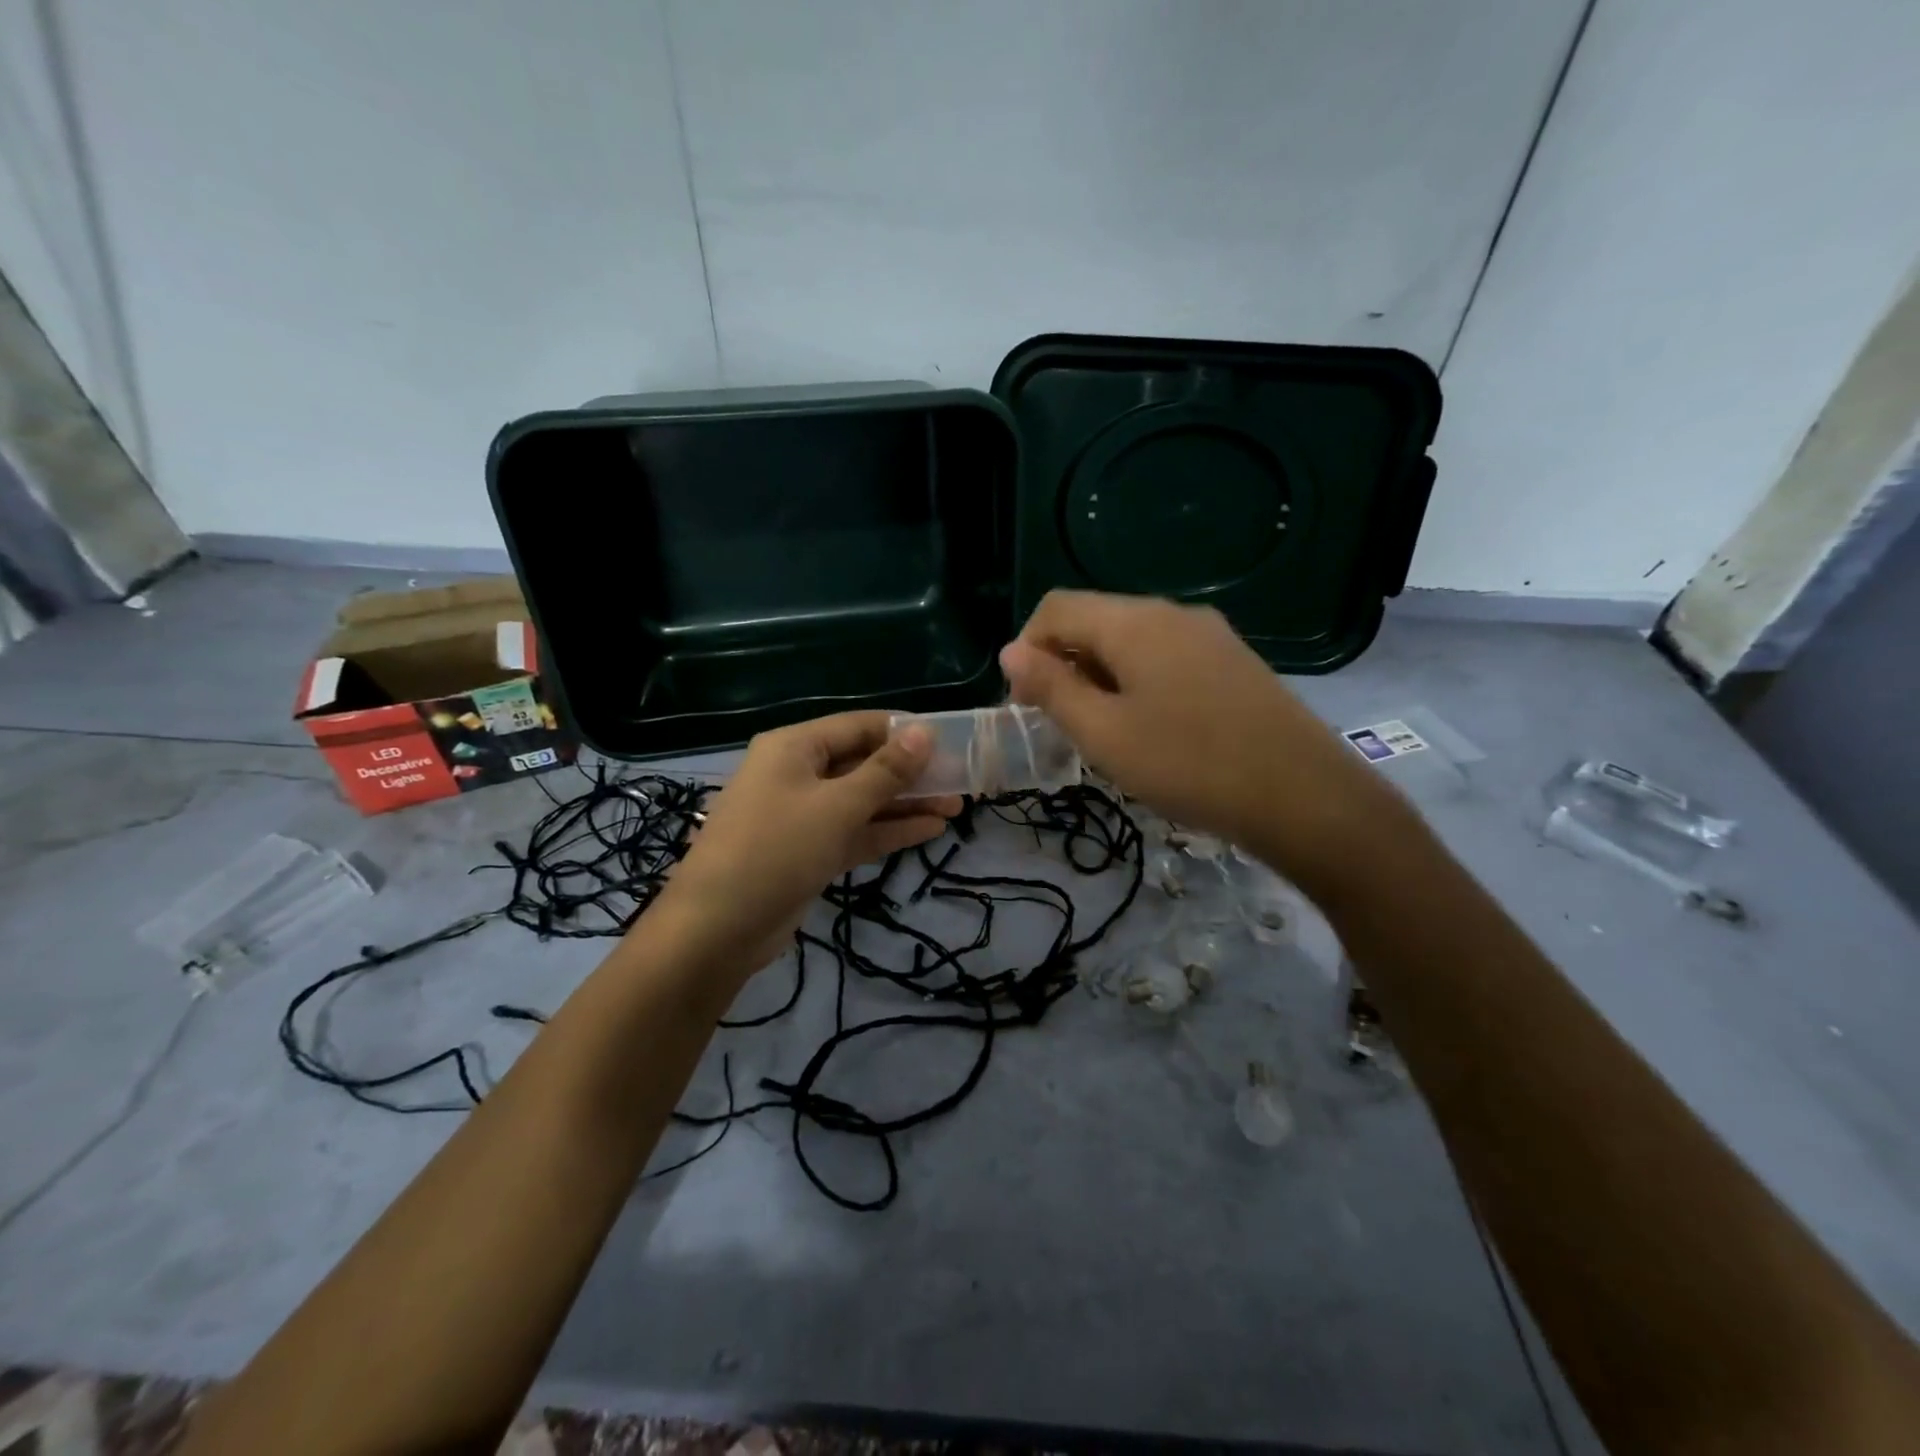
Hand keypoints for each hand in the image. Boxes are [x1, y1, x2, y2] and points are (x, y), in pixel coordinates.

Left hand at [652, 712, 961, 976]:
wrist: (717, 929)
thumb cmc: (776, 849)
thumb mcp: (836, 806)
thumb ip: (885, 771)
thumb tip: (924, 732)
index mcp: (794, 747)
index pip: (859, 725)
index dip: (903, 731)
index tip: (948, 740)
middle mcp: (797, 773)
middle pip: (863, 763)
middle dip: (910, 772)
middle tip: (960, 779)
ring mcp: (803, 815)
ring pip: (863, 800)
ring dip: (906, 803)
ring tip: (957, 805)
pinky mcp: (809, 851)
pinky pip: (855, 831)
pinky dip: (888, 830)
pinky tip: (930, 830)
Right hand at [999, 590, 1393, 880]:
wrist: (1303, 796)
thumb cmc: (1189, 765)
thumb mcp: (1104, 733)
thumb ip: (1052, 687)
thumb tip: (1011, 651)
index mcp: (1133, 622)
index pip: (1055, 608)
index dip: (1027, 650)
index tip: (1027, 705)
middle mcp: (1171, 613)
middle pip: (1094, 620)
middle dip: (1064, 665)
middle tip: (1064, 725)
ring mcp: (1209, 634)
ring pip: (1131, 640)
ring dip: (1100, 676)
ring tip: (1106, 732)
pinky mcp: (1233, 660)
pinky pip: (1166, 656)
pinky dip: (1138, 681)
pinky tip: (1152, 728)